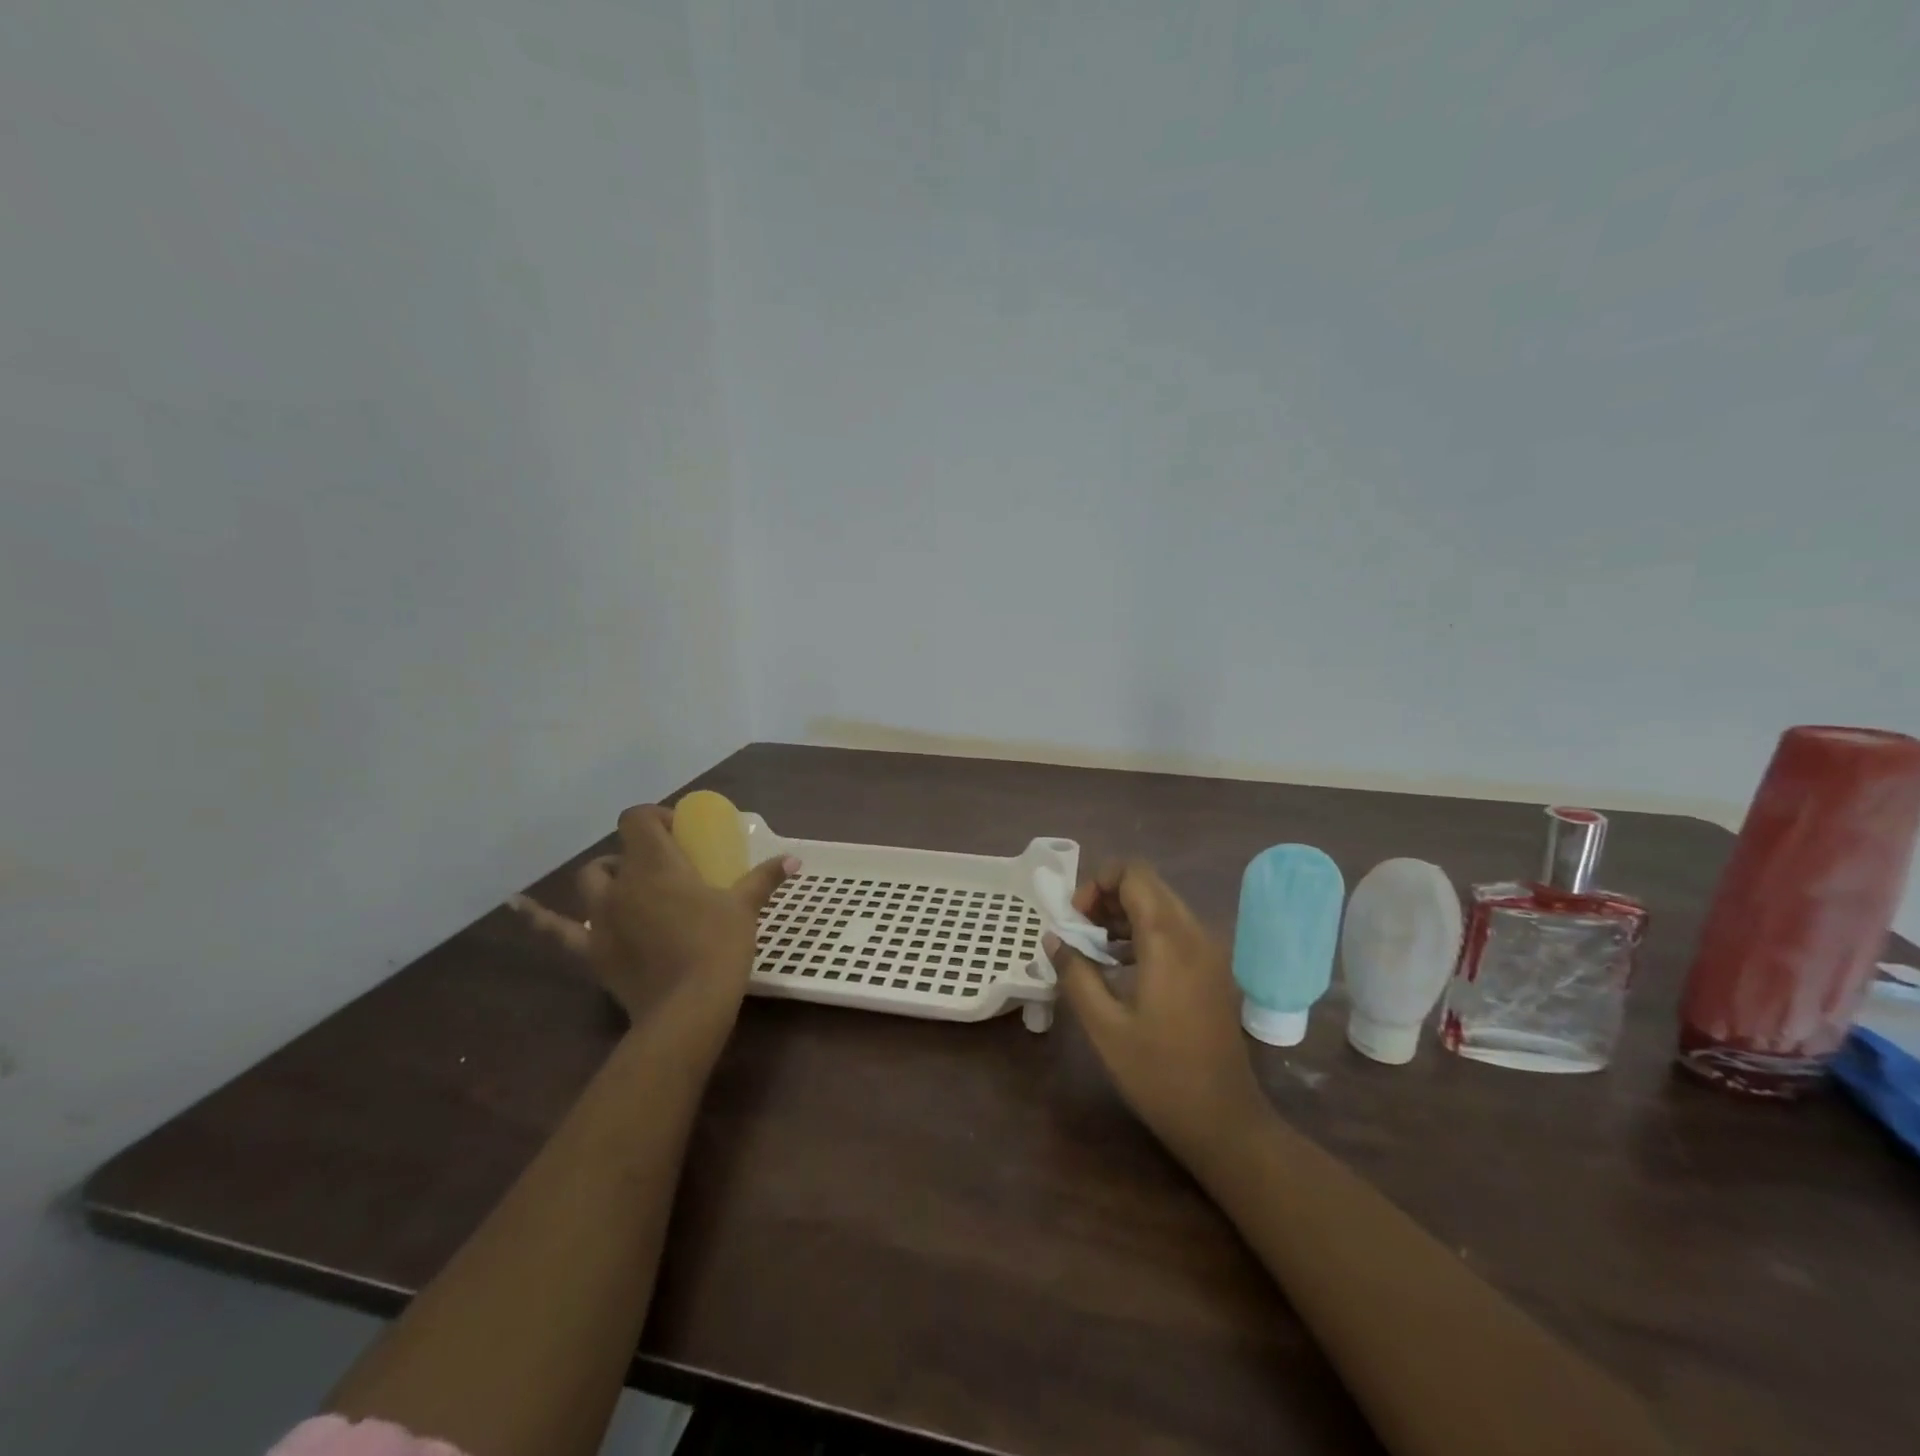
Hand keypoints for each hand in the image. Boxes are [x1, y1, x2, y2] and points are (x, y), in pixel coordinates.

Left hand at [512, 805, 797, 1040]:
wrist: (688, 1006)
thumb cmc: (719, 946)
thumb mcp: (744, 907)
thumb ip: (765, 878)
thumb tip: (795, 859)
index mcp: (657, 864)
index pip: (639, 819)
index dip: (656, 817)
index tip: (681, 832)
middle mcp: (622, 883)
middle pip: (619, 851)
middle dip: (638, 852)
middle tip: (668, 867)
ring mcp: (601, 918)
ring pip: (592, 882)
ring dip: (609, 877)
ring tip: (630, 887)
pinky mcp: (592, 950)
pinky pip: (557, 930)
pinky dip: (536, 917)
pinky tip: (516, 905)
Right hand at [1048, 861, 1271, 1168]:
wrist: (1223, 1121)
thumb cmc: (1159, 1074)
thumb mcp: (1104, 1026)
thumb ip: (1075, 973)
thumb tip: (1053, 937)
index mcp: (1168, 939)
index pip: (1134, 873)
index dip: (1097, 883)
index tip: (1074, 918)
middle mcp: (1195, 933)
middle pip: (1149, 885)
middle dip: (1108, 897)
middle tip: (1080, 931)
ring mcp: (1210, 951)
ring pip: (1163, 906)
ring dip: (1125, 914)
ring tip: (1095, 949)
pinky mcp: (1213, 970)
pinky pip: (1176, 930)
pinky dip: (1145, 932)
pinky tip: (1123, 966)